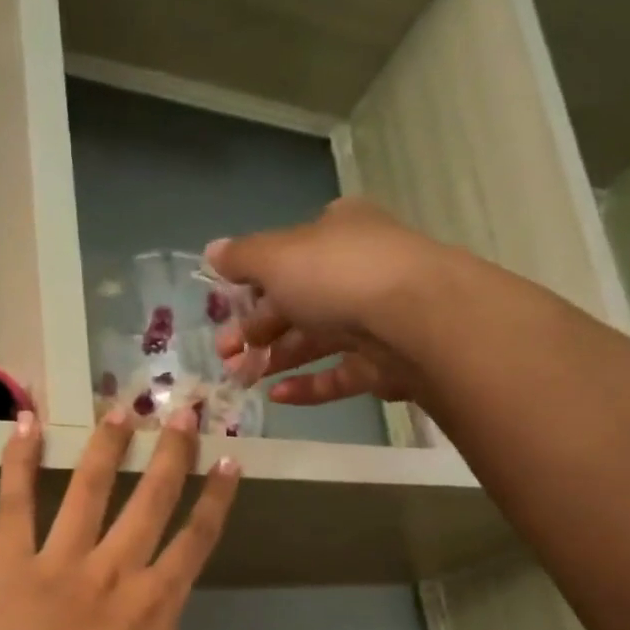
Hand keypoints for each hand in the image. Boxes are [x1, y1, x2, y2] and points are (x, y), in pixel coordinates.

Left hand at [0, 407, 241, 629]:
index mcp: (158, 603)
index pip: (198, 537)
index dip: (217, 496)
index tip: (229, 460)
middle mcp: (116, 570)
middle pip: (153, 499)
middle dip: (173, 451)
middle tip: (186, 410)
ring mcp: (61, 564)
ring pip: (90, 490)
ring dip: (109, 446)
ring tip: (121, 409)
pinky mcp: (10, 568)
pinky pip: (13, 507)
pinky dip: (17, 463)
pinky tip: (24, 424)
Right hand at [209, 198, 463, 406]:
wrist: (417, 320)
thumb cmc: (338, 276)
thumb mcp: (277, 257)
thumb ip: (242, 257)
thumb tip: (212, 251)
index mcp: (336, 233)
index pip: (286, 256)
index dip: (251, 282)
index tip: (223, 310)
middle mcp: (356, 270)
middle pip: (297, 301)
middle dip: (255, 328)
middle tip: (225, 353)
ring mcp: (374, 318)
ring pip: (315, 340)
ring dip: (275, 358)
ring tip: (241, 378)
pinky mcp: (384, 363)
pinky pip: (338, 374)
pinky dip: (307, 386)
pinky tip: (277, 397)